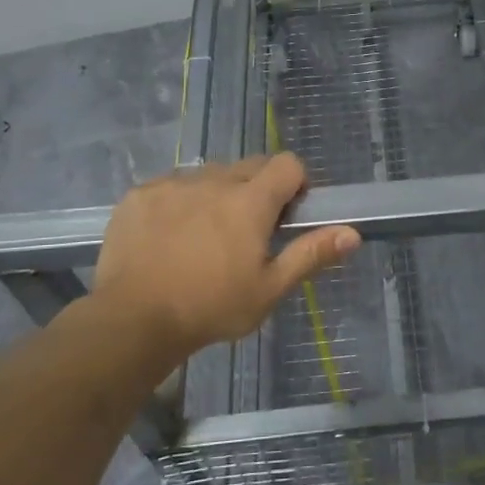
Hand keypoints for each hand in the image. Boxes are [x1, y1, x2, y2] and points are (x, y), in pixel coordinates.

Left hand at [87, 154, 359, 364]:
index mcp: (250, 200)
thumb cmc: (211, 307)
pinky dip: (179, 202)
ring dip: (218, 195)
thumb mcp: (269, 289)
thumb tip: (352, 233)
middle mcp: (214, 180)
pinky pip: (171, 186)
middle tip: (249, 231)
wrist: (132, 320)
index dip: (295, 182)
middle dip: (258, 189)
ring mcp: (172, 184)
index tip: (288, 212)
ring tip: (205, 236)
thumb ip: (310, 254)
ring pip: (209, 176)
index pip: (287, 163)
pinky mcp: (139, 194)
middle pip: (249, 166)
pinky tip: (169, 237)